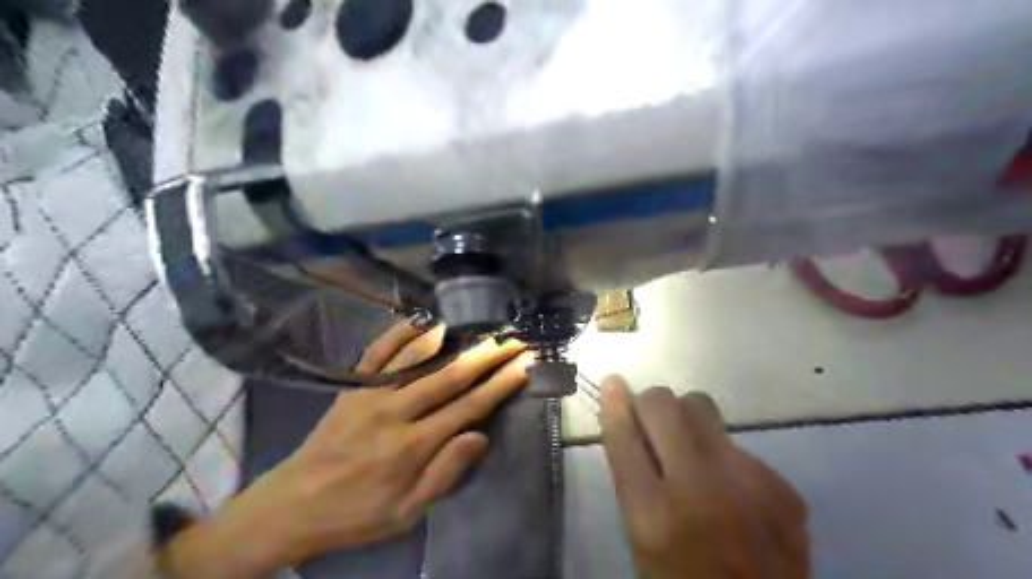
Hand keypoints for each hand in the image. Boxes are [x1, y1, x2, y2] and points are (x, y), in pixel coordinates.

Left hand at [162, 323, 530, 577]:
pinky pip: (379, 353)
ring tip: (480, 328)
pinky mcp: (352, 386)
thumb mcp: (406, 512)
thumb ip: (445, 473)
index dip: (499, 384)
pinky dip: (402, 334)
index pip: (468, 407)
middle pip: (451, 376)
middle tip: (513, 340)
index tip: (523, 366)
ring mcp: (371, 394)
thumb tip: (479, 435)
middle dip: (488, 356)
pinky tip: (424, 324)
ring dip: (454, 341)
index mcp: (413, 446)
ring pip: (419, 359)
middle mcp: (396, 412)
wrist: (292, 504)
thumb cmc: (357, 513)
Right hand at [599, 376, 814, 577]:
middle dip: (651, 404)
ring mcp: (749, 484)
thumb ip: (630, 478)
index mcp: (654, 515)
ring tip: (689, 448)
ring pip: (703, 408)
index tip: (613, 383)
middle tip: (651, 420)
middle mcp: (701, 490)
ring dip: (686, 419)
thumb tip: (623, 418)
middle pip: (665, 405)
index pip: (625, 438)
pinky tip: (731, 487)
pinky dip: (723, 455)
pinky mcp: (782, 486)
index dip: (615, 405)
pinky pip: (736, 443)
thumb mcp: (639, 537)